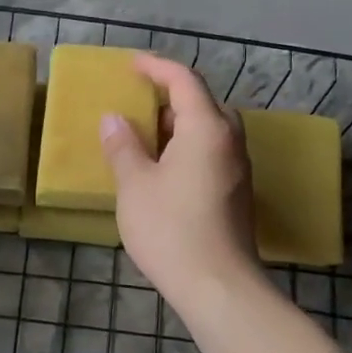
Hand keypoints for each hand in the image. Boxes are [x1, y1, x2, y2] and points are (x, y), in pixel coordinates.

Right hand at [99, 55, 258, 306]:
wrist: (219, 287)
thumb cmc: (171, 229)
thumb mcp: (135, 184)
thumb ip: (123, 146)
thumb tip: (114, 119)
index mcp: (206, 128)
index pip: (184, 81)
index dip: (156, 68)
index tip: (131, 65)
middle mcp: (229, 141)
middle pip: (203, 103)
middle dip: (171, 96)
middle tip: (139, 102)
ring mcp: (237, 168)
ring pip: (210, 130)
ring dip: (179, 124)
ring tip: (147, 135)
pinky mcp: (237, 192)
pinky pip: (212, 152)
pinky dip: (188, 146)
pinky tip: (164, 168)